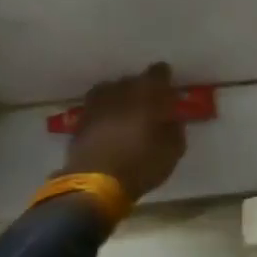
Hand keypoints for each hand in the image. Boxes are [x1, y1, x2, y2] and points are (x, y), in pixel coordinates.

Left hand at [59, 63, 187, 201]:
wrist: (94, 184)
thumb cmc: (140, 165)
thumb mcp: (172, 151)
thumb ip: (175, 129)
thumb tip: (173, 120)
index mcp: (147, 93)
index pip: (159, 73)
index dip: (165, 79)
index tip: (169, 91)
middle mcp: (120, 91)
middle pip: (133, 80)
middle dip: (142, 89)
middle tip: (149, 105)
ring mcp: (97, 103)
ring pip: (111, 90)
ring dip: (120, 98)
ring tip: (126, 112)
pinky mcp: (80, 120)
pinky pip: (96, 107)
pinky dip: (105, 112)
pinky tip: (109, 124)